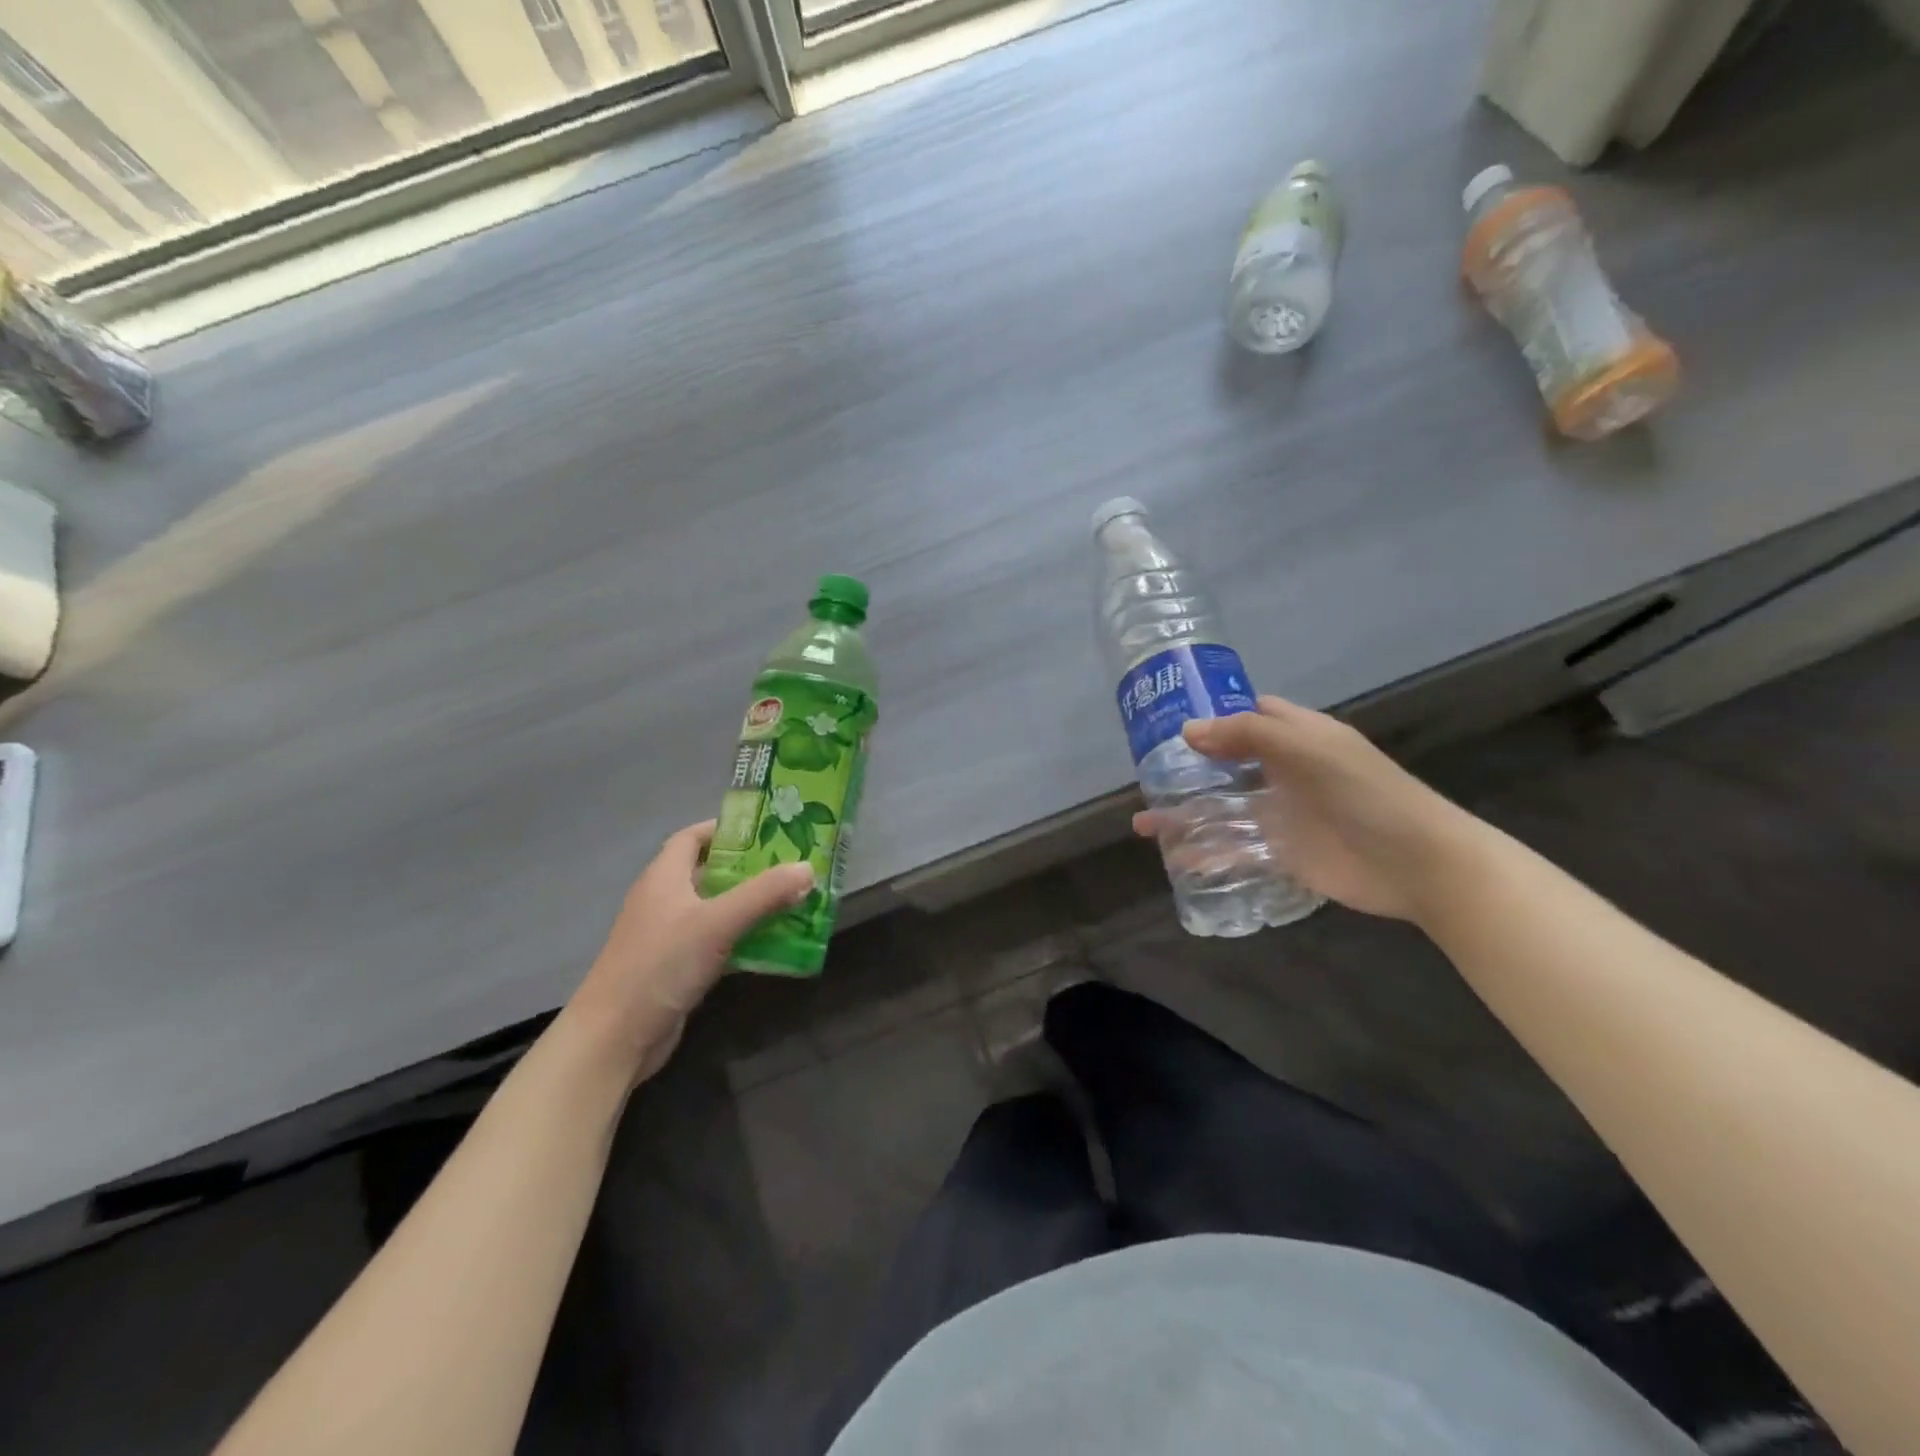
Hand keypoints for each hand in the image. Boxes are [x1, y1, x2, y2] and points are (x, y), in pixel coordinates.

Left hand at [566, 820, 813, 1083]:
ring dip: (751, 905)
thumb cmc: (660, 965)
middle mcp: (664, 900)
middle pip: (710, 872)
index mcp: (664, 877)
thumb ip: (765, 894)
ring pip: (717, 909)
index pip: (693, 837)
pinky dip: (744, 938)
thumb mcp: (718, 923)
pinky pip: (717, 942)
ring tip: (794, 899)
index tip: (767, 830)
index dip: (726, 829)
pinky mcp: (677, 968)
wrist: (615, 1038)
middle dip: (750, 868)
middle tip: (792, 866)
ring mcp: (669, 936)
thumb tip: (809, 868)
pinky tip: (775, 943)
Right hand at [1134, 696, 1479, 921]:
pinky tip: (1176, 859)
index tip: (1169, 721)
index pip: (1251, 715)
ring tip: (1143, 823)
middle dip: (1188, 770)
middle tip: (1146, 776)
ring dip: (1186, 815)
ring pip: (1222, 810)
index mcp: (1297, 737)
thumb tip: (1187, 730)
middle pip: (1227, 765)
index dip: (1214, 715)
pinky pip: (1235, 851)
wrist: (1416, 862)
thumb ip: (1247, 734)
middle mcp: (1285, 773)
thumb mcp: (1307, 748)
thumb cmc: (1363, 792)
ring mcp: (1282, 815)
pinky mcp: (1282, 854)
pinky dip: (1205, 854)